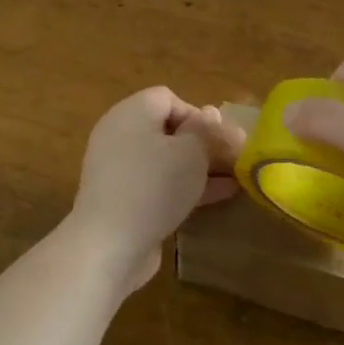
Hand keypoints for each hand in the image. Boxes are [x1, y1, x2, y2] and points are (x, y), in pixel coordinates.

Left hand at [67, 86, 245, 293]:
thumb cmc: (154, 185)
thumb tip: (210, 113)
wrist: (109, 245)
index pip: (168, 99)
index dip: (197, 115)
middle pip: (169, 130)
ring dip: (200, 167)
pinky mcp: (122, 200)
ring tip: (234, 178)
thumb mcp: (191, 152)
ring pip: (166, 160)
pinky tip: (218, 196)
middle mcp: (120, 135)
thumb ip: (206, 130)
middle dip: (204, 144)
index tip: (219, 139)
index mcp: (132, 113)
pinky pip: (158, 184)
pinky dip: (185, 186)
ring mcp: (119, 170)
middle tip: (234, 158)